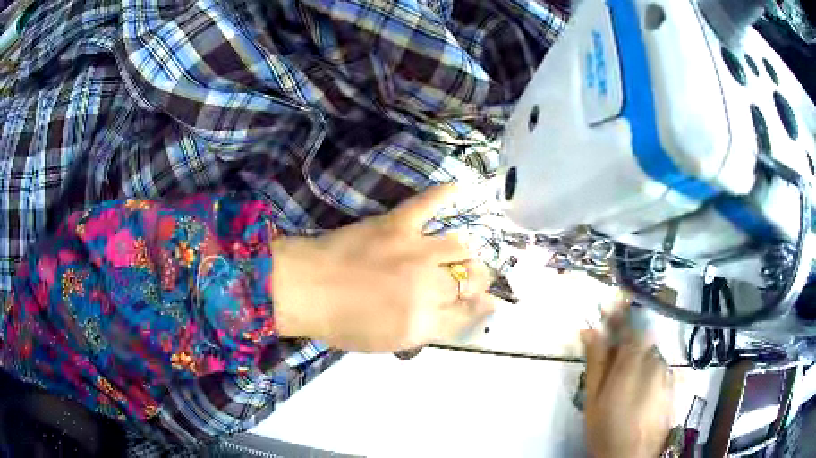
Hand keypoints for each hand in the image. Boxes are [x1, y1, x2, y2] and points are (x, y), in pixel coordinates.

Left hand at [272, 185, 494, 351]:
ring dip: (466, 253)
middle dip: (479, 281)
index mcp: (423, 322)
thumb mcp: (387, 343)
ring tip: (462, 253)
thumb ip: (426, 331)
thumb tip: (455, 314)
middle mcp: (428, 287)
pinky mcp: (397, 224)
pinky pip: (428, 204)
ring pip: (460, 247)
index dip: (481, 307)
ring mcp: (414, 251)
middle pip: (471, 279)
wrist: (305, 288)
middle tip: (474, 279)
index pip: (468, 312)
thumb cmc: (340, 323)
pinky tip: (459, 188)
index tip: (488, 302)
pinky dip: (443, 194)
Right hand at [581, 300, 674, 457]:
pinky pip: (659, 366)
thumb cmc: (606, 429)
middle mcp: (655, 360)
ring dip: (638, 354)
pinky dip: (648, 368)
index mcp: (634, 361)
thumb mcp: (593, 397)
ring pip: (651, 352)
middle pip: (643, 338)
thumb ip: (596, 361)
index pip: (629, 325)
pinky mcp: (672, 385)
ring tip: (624, 376)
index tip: (609, 304)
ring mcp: (666, 373)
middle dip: (628, 338)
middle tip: (612, 352)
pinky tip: (638, 388)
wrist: (631, 457)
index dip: (619, 313)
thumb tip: (590, 330)